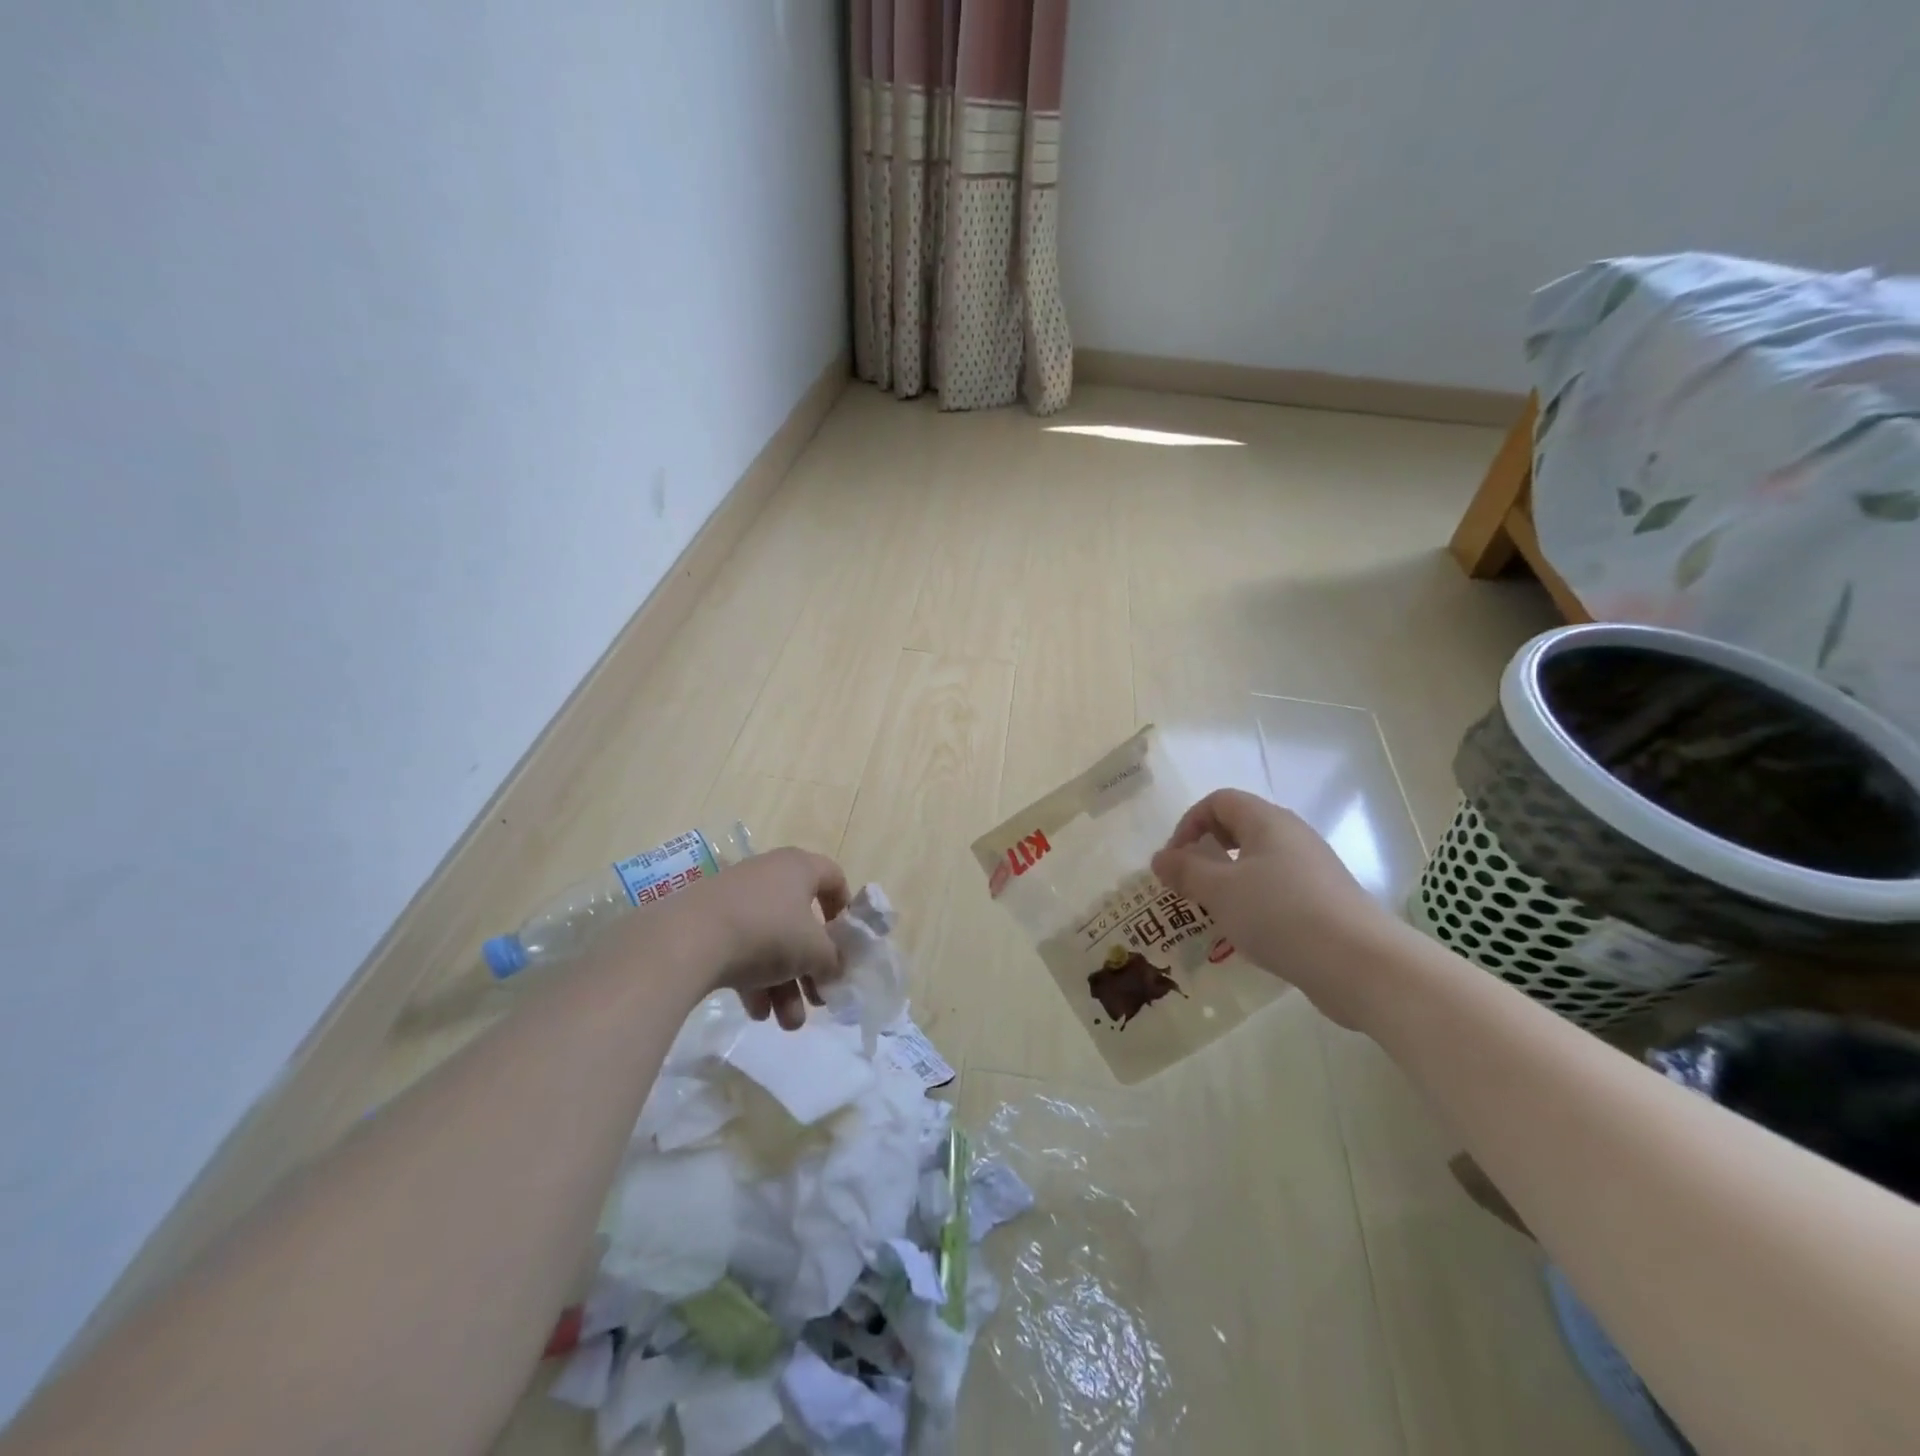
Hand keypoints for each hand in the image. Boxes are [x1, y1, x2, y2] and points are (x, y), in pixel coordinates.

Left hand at [655, 847, 850, 1028]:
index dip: (844, 910)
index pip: (833, 878)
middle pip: (801, 923)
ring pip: (771, 942)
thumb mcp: (814, 951)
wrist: (688, 939)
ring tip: (787, 1024)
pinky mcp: (708, 923)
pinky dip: (753, 980)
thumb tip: (834, 969)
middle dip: (811, 969)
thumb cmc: (768, 932)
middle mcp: (768, 876)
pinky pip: (741, 950)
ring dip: (784, 985)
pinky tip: (756, 1013)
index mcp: (799, 868)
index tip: (846, 943)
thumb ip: (833, 960)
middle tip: (818, 1000)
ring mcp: (735, 900)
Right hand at [1152, 789, 1403, 1028]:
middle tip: (1188, 887)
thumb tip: (1160, 857)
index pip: (1219, 801)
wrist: (1361, 964)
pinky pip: (1276, 890)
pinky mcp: (1324, 902)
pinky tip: (1248, 934)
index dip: (1189, 823)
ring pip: (1257, 863)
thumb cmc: (1280, 914)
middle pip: (1238, 828)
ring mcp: (1312, 870)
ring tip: (1214, 914)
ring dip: (1228, 881)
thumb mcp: (1220, 890)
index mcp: (1267, 821)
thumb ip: (1185, 870)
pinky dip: (1253, 903)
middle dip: (1206, 853)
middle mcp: (1292, 836)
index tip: (1175, 861)